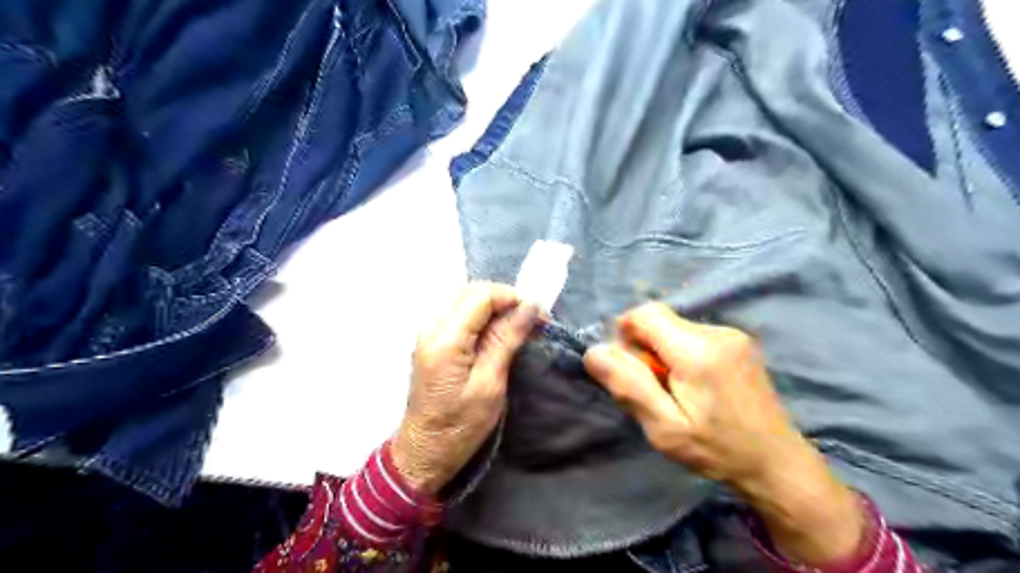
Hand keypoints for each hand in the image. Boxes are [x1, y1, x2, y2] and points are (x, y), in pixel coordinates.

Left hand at [391, 282, 535, 495]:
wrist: (424, 451)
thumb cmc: (460, 426)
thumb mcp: (490, 384)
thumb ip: (506, 339)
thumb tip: (529, 306)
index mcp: (446, 339)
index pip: (481, 295)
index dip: (512, 297)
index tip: (538, 314)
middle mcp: (431, 327)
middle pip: (470, 291)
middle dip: (503, 298)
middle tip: (530, 319)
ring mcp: (428, 333)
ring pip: (463, 299)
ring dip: (492, 306)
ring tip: (517, 325)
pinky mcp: (430, 341)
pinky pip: (457, 313)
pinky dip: (480, 315)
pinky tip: (495, 332)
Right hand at [585, 301, 861, 564]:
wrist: (777, 463)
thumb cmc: (717, 450)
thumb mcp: (664, 429)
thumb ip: (629, 386)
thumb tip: (594, 352)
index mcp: (697, 351)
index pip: (645, 313)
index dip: (626, 334)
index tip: (630, 369)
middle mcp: (717, 332)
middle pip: (660, 320)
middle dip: (645, 347)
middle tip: (654, 389)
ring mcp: (732, 334)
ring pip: (675, 327)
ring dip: (663, 351)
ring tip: (676, 391)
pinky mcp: (739, 341)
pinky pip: (693, 334)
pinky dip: (682, 353)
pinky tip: (695, 385)